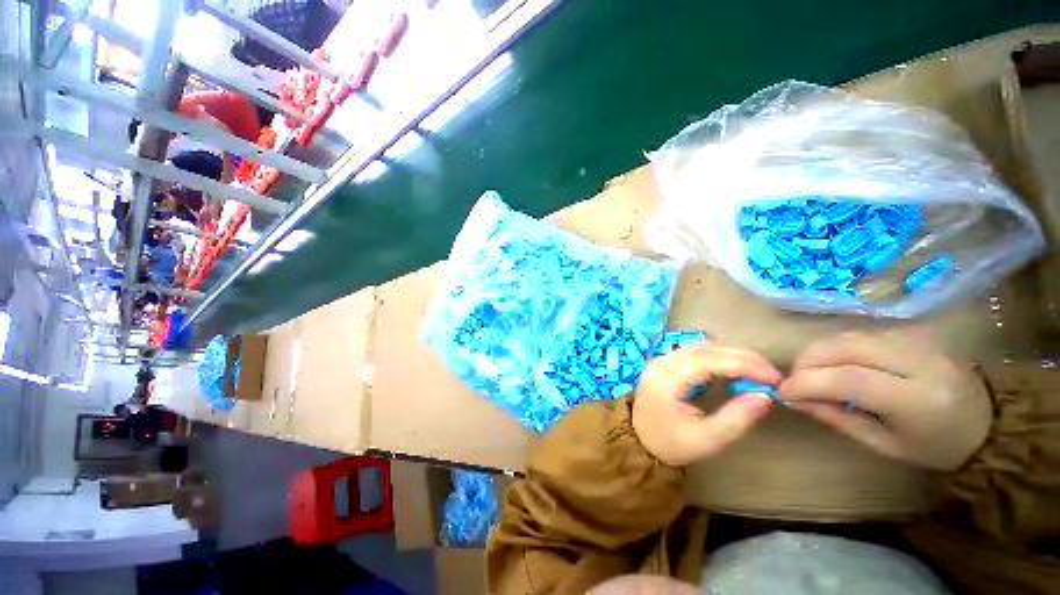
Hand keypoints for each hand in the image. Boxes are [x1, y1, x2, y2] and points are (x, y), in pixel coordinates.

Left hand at [633, 343, 781, 466]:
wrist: (638, 441)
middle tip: (771, 374)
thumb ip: (736, 418)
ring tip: (757, 372)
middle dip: (741, 357)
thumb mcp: (706, 439)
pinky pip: (693, 352)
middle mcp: (661, 363)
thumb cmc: (671, 443)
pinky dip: (717, 357)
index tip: (774, 377)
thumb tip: (765, 397)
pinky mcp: (665, 363)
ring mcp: (661, 360)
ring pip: (700, 347)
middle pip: (704, 349)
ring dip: (730, 355)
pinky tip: (733, 369)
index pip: (708, 361)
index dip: (744, 365)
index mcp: (666, 379)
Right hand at [778, 332, 991, 469]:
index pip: (848, 379)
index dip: (806, 382)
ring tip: (811, 375)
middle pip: (842, 347)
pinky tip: (834, 366)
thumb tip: (793, 400)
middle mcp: (916, 360)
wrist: (990, 420)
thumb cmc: (936, 445)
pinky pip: (858, 334)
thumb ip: (838, 419)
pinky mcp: (911, 332)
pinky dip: (835, 349)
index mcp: (917, 399)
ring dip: (816, 354)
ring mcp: (915, 341)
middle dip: (805, 362)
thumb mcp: (885, 445)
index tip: (781, 393)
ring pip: (845, 336)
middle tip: (794, 383)